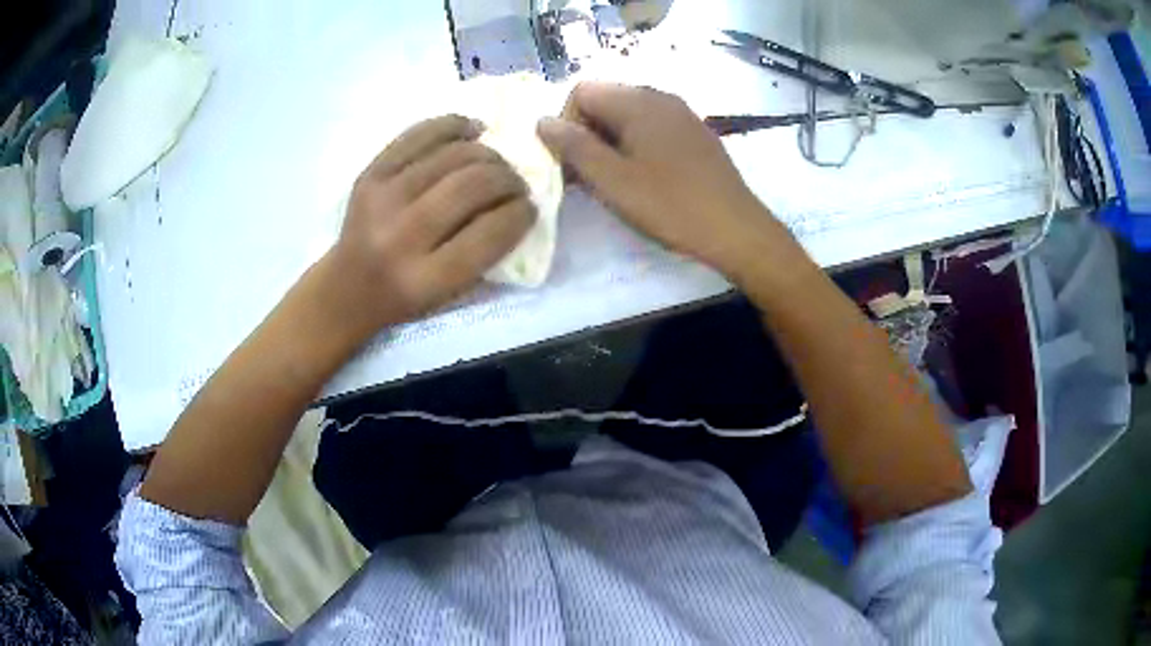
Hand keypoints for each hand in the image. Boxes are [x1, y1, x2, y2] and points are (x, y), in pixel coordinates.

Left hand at [326, 115, 535, 336]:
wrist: (347, 287)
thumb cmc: (406, 297)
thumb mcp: (449, 295)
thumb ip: (485, 254)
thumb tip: (519, 203)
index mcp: (425, 279)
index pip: (489, 234)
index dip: (520, 214)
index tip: (531, 207)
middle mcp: (401, 236)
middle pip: (471, 187)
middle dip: (507, 179)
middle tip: (516, 183)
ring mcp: (382, 199)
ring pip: (451, 156)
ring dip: (488, 154)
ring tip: (496, 162)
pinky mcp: (370, 174)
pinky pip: (419, 135)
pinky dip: (453, 126)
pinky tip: (472, 130)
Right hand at [537, 82, 792, 277]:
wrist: (737, 230)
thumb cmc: (671, 205)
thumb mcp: (613, 180)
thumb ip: (574, 147)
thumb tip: (542, 122)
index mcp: (638, 101)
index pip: (581, 92)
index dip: (566, 124)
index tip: (571, 163)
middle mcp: (660, 97)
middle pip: (605, 101)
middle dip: (587, 134)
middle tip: (588, 176)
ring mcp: (682, 114)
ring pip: (628, 116)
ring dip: (610, 142)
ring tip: (614, 181)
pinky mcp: (695, 133)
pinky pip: (652, 127)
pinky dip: (636, 145)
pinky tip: (644, 178)